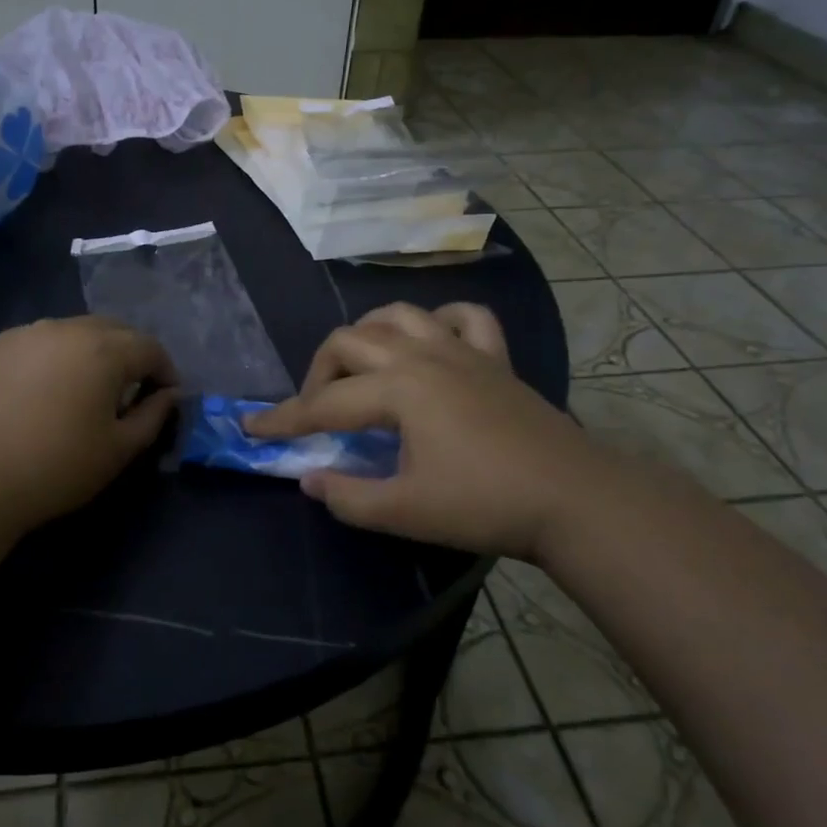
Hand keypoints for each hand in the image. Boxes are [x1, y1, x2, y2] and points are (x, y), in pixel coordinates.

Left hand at [0, 315, 179, 531]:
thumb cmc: (56, 467)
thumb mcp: (119, 450)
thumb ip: (154, 415)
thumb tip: (169, 394)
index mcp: (104, 349)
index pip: (150, 347)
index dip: (165, 371)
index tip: (165, 397)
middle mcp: (67, 328)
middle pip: (114, 330)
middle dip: (131, 355)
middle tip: (130, 391)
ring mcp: (27, 333)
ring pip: (74, 331)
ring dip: (92, 352)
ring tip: (86, 388)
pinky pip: (40, 341)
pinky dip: (55, 356)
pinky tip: (44, 389)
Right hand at [245, 303, 611, 560]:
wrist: (575, 499)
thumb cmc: (485, 504)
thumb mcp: (406, 511)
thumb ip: (348, 496)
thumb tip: (308, 478)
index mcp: (398, 390)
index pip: (324, 404)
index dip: (284, 419)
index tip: (251, 428)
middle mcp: (423, 356)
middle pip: (350, 341)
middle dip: (319, 372)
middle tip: (316, 411)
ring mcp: (462, 350)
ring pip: (398, 315)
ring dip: (368, 335)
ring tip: (361, 367)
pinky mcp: (496, 358)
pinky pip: (464, 317)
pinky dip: (439, 321)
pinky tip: (432, 342)